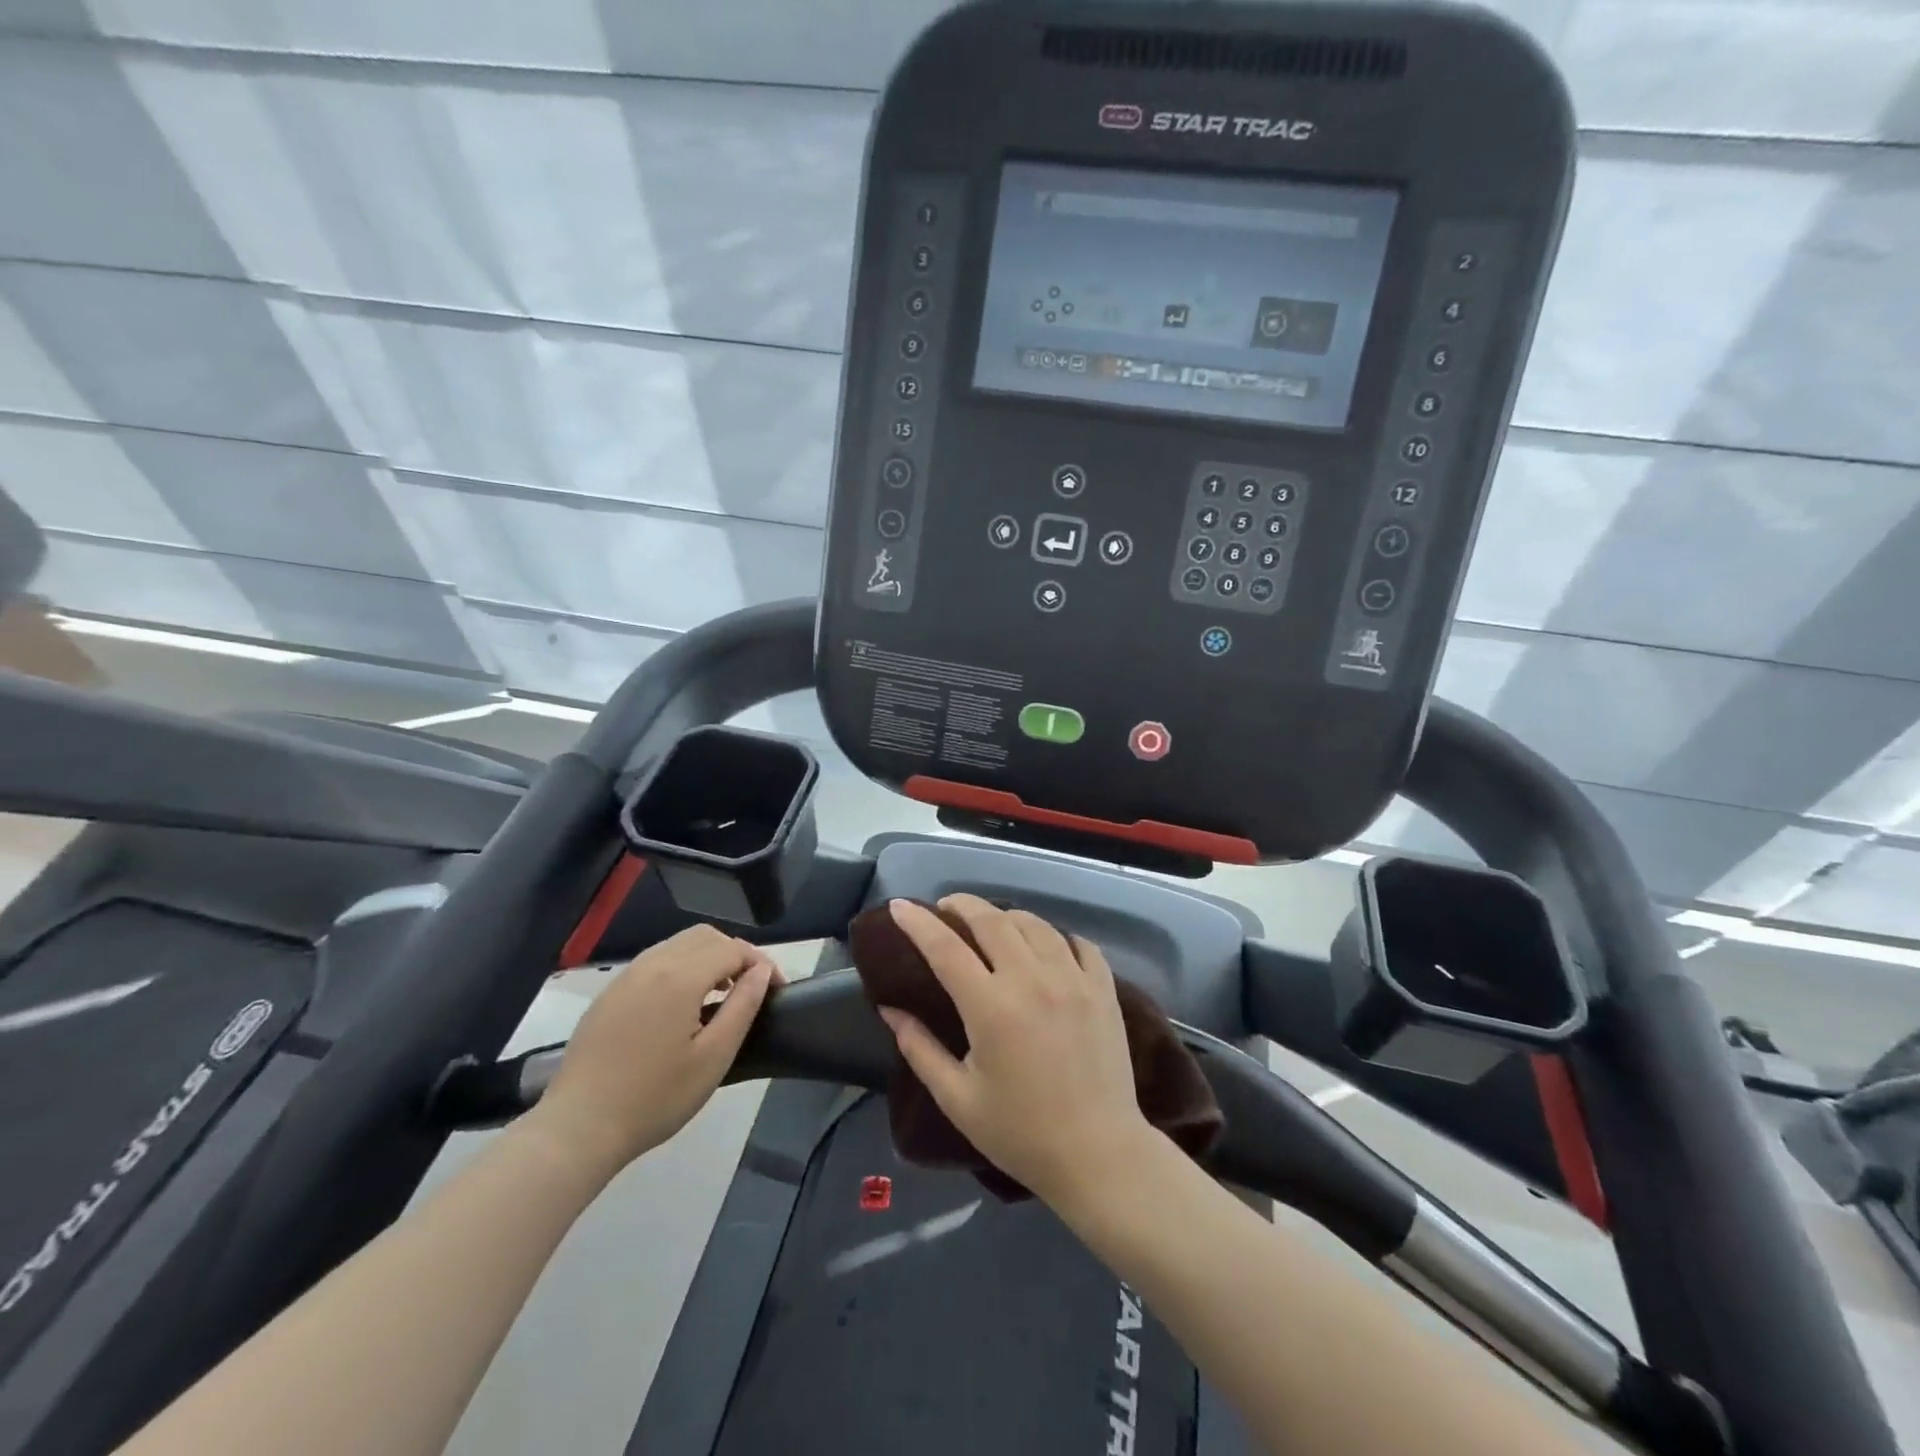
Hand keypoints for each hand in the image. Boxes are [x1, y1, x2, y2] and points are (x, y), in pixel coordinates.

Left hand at [533, 925, 781, 1174]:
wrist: (578, 1128)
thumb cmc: (655, 1098)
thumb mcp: (713, 1057)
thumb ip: (743, 1006)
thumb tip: (761, 971)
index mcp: (680, 977)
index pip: (733, 949)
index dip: (761, 963)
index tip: (776, 989)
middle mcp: (653, 964)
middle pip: (706, 936)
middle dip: (735, 954)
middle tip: (750, 988)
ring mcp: (627, 976)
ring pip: (679, 943)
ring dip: (709, 957)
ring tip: (721, 994)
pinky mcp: (610, 992)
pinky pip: (656, 960)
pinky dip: (682, 966)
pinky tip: (684, 1003)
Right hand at [878, 895, 1151, 1205]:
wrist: (1098, 1155)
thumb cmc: (1021, 1133)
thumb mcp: (957, 1099)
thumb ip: (919, 1049)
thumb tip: (890, 1009)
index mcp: (991, 1007)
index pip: (945, 948)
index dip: (918, 923)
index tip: (900, 907)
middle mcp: (1032, 979)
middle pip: (991, 920)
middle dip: (962, 905)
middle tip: (946, 909)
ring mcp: (1073, 979)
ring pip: (1034, 923)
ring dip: (1006, 916)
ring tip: (991, 926)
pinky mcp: (1103, 988)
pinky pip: (1077, 943)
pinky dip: (1055, 936)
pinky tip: (1044, 947)